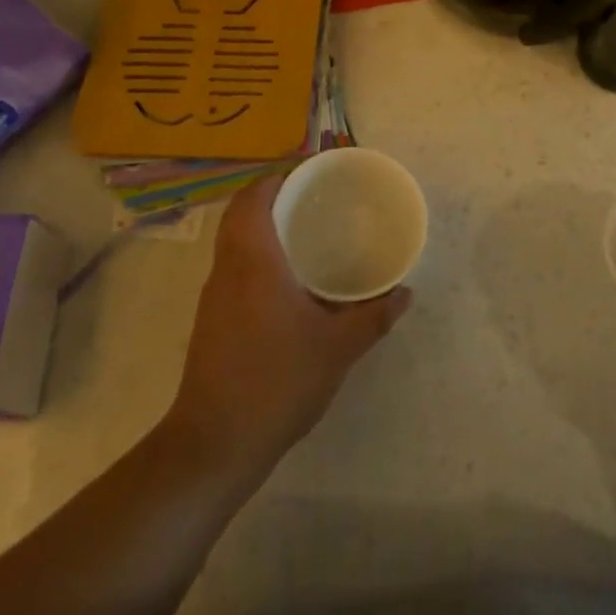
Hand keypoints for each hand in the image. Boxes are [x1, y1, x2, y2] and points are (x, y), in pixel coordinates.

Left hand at [169, 172, 411, 470]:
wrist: (215, 443)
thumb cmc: (277, 382)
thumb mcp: (337, 349)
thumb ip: (373, 317)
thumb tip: (404, 293)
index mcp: (254, 262)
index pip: (254, 197)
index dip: (276, 176)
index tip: (308, 170)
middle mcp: (227, 269)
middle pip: (240, 213)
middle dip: (272, 196)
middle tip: (313, 197)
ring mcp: (213, 296)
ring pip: (233, 241)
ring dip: (261, 225)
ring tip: (304, 230)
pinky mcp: (210, 320)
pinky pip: (232, 267)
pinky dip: (256, 255)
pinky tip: (287, 279)